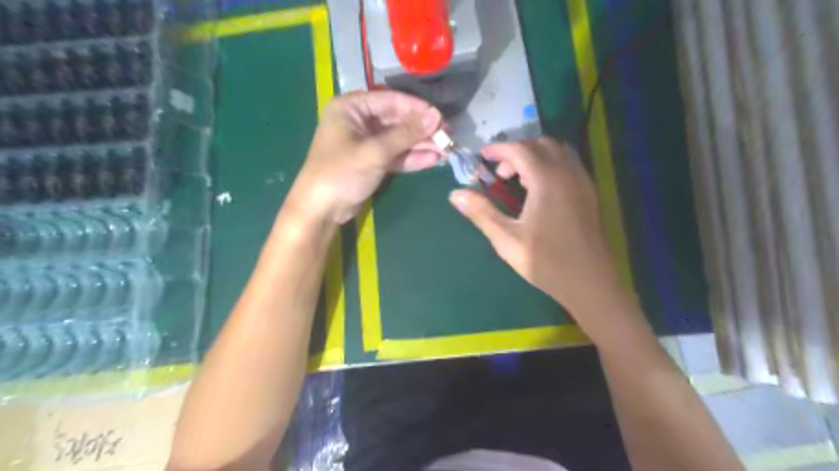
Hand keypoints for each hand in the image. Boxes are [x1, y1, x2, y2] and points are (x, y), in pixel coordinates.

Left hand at [291, 92, 441, 223]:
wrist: (321, 210)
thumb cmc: (341, 173)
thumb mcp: (375, 152)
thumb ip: (406, 134)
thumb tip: (436, 116)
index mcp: (351, 108)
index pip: (391, 101)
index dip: (417, 109)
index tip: (441, 118)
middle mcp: (359, 121)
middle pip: (397, 121)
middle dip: (422, 130)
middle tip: (448, 137)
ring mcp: (366, 143)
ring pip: (399, 140)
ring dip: (421, 145)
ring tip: (447, 150)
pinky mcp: (372, 162)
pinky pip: (395, 155)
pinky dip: (412, 158)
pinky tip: (433, 160)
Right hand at [450, 139, 625, 317]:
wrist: (590, 283)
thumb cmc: (546, 261)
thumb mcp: (507, 239)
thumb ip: (481, 213)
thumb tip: (455, 194)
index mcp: (547, 180)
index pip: (520, 150)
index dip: (499, 149)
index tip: (482, 157)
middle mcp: (568, 173)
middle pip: (541, 145)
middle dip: (517, 151)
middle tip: (500, 173)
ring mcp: (583, 182)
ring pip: (558, 152)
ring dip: (536, 156)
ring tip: (519, 180)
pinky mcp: (590, 193)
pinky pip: (569, 164)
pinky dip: (551, 164)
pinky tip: (541, 190)